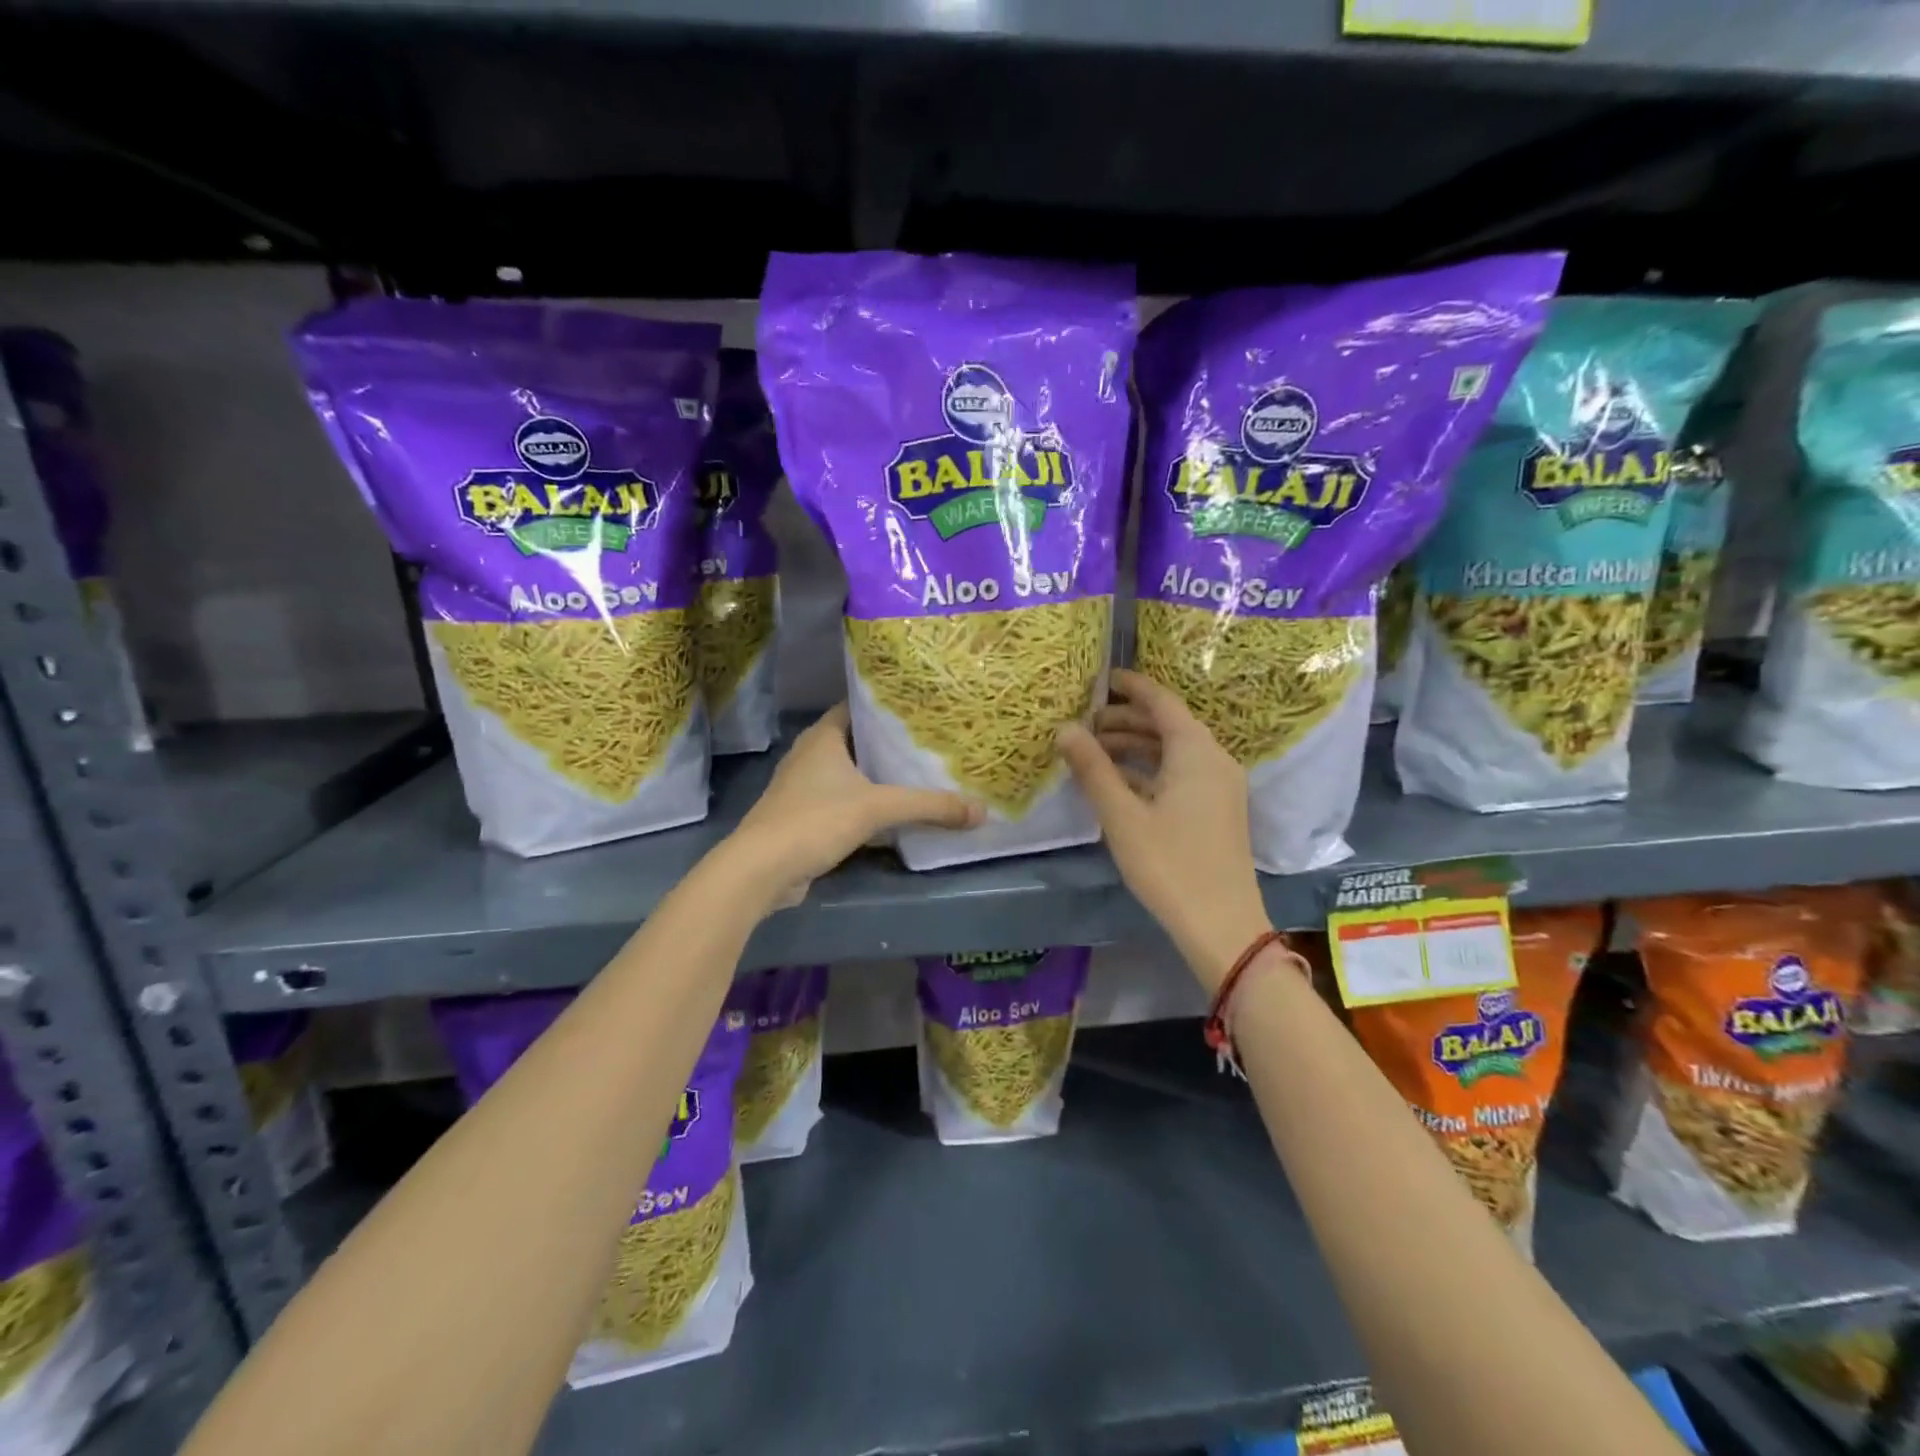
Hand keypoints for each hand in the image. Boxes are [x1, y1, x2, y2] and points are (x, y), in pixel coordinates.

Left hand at [730, 703, 980, 906]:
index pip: (858, 707)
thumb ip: (930, 806)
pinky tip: (892, 814)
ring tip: (919, 774)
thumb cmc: (815, 820)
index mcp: (823, 737)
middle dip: (889, 743)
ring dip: (877, 777)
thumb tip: (981, 811)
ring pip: (849, 774)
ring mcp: (803, 788)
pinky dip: (865, 804)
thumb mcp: (878, 808)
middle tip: (930, 743)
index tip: (921, 709)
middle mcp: (810, 755)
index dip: (887, 706)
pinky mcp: (803, 818)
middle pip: (857, 741)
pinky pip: (842, 802)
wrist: (761, 870)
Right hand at [1056, 669, 1270, 991]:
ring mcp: (1220, 786)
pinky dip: (1150, 770)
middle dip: (1125, 720)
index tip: (1100, 680)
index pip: (1161, 701)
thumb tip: (1065, 729)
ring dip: (1135, 747)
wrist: (1222, 924)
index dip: (1131, 687)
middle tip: (1084, 724)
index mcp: (1195, 751)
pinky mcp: (1217, 810)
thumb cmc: (1169, 864)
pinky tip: (1119, 783)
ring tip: (1093, 753)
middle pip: (1167, 725)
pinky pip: (1181, 773)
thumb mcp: (1122, 815)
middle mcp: (1214, 759)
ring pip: (1173, 751)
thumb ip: (1092, 768)